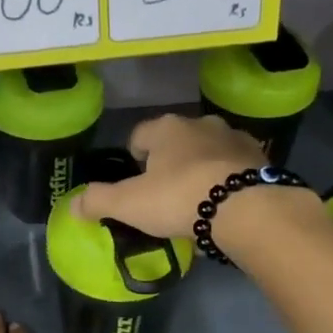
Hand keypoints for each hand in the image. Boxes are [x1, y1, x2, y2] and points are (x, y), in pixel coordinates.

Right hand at [69, 113, 266, 239]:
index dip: (134, 155)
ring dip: (202, 168)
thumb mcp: (129, 204)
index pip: (140, 134)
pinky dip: (229, 180)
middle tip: (165, 194)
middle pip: (178, 140)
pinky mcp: (261, 159)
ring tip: (198, 201)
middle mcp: (201, 124)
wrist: (247, 208)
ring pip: (210, 151)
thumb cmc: (179, 198)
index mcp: (167, 128)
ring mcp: (235, 139)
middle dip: (171, 161)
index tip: (135, 179)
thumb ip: (98, 201)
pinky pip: (236, 168)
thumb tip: (72, 206)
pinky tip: (226, 205)